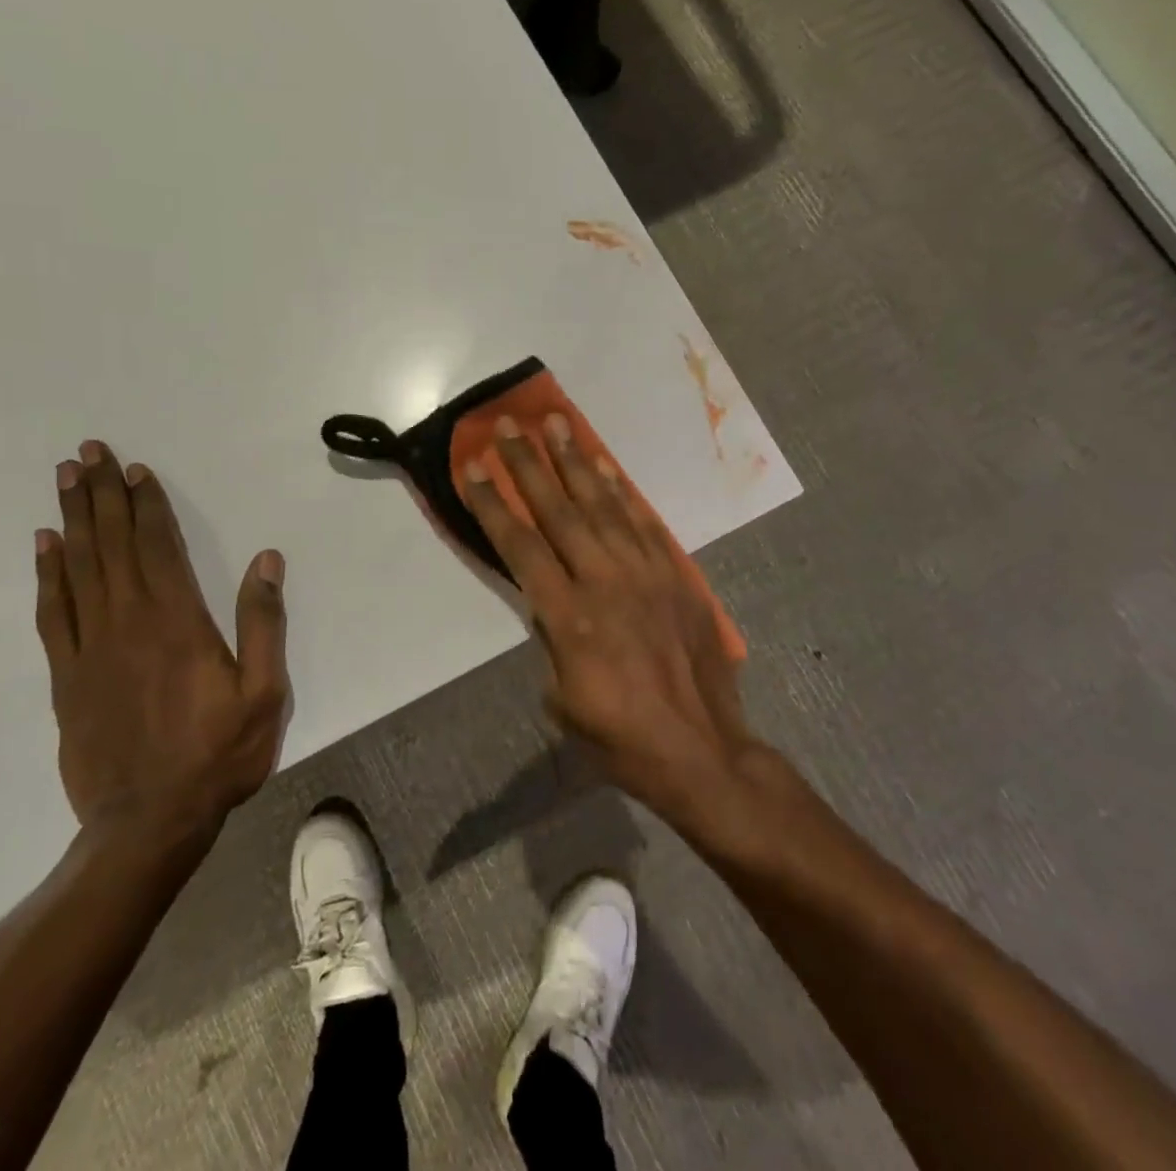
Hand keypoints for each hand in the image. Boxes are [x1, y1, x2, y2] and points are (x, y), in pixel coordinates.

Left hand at [35, 441, 288, 852]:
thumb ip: (263, 623)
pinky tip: (45, 546)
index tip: (136, 470)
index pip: (157, 546)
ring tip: (65, 479)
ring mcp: (91, 648)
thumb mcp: (264, 692)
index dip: (147, 505)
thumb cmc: (218, 754)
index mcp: (178, 621)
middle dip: (101, 495)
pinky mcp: (67, 676)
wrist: (148, 823)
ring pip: (79, 568)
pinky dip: (48, 574)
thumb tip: (267, 560)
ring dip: (73, 519)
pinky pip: (53, 612)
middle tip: (88, 452)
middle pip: (111, 544)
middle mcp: (129, 622)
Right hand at [461, 415, 758, 828]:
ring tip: (555, 424)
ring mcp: (647, 574)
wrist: (702, 751)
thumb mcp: (562, 699)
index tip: (474, 466)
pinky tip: (604, 467)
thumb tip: (548, 602)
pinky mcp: (677, 576)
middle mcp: (605, 582)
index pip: (520, 546)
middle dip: (529, 465)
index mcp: (569, 616)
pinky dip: (622, 492)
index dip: (493, 503)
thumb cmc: (620, 737)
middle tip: (509, 425)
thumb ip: (550, 639)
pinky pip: (644, 523)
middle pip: (558, 511)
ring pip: (603, 505)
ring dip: (575, 462)